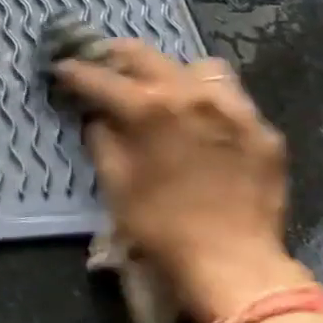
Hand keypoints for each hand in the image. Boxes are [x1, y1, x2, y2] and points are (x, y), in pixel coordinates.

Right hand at [55, 41, 305, 322]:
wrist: (234, 266)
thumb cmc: (161, 227)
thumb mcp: (115, 181)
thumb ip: (101, 136)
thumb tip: (97, 114)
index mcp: (149, 108)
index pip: (100, 77)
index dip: (74, 71)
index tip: (61, 68)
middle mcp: (192, 95)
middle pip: (145, 55)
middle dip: (116, 57)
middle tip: (102, 65)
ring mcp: (233, 109)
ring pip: (198, 67)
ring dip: (174, 73)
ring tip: (164, 92)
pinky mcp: (262, 130)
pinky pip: (232, 99)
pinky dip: (211, 104)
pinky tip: (203, 126)